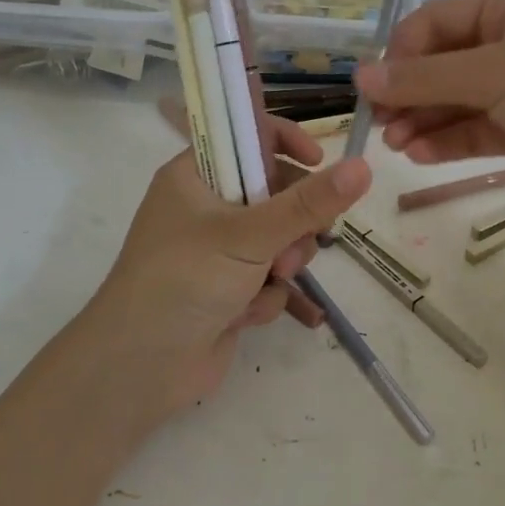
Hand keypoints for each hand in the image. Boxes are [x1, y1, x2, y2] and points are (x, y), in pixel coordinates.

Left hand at [71, 148, 371, 429]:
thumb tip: (363, 166)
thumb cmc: (185, 280)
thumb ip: (308, 203)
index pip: (246, 137)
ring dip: (282, 261)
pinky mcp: (227, 289)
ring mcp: (216, 250)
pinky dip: (264, 296)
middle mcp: (205, 206)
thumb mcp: (250, 234)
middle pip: (272, 192)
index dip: (284, 142)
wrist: (141, 369)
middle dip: (292, 222)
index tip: (318, 160)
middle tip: (296, 242)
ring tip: (272, 280)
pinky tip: (246, 315)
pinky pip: (267, 278)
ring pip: (277, 239)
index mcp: (195, 175)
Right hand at [354, 0, 504, 220]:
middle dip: (410, 93)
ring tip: (395, 145)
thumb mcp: (497, 73)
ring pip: (456, 100)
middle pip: (443, 63)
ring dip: (423, 120)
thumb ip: (425, 77)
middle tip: (379, 125)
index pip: (436, 20)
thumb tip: (361, 77)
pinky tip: (419, 155)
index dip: (401, 52)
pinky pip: (476, 129)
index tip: (373, 88)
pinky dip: (448, 141)